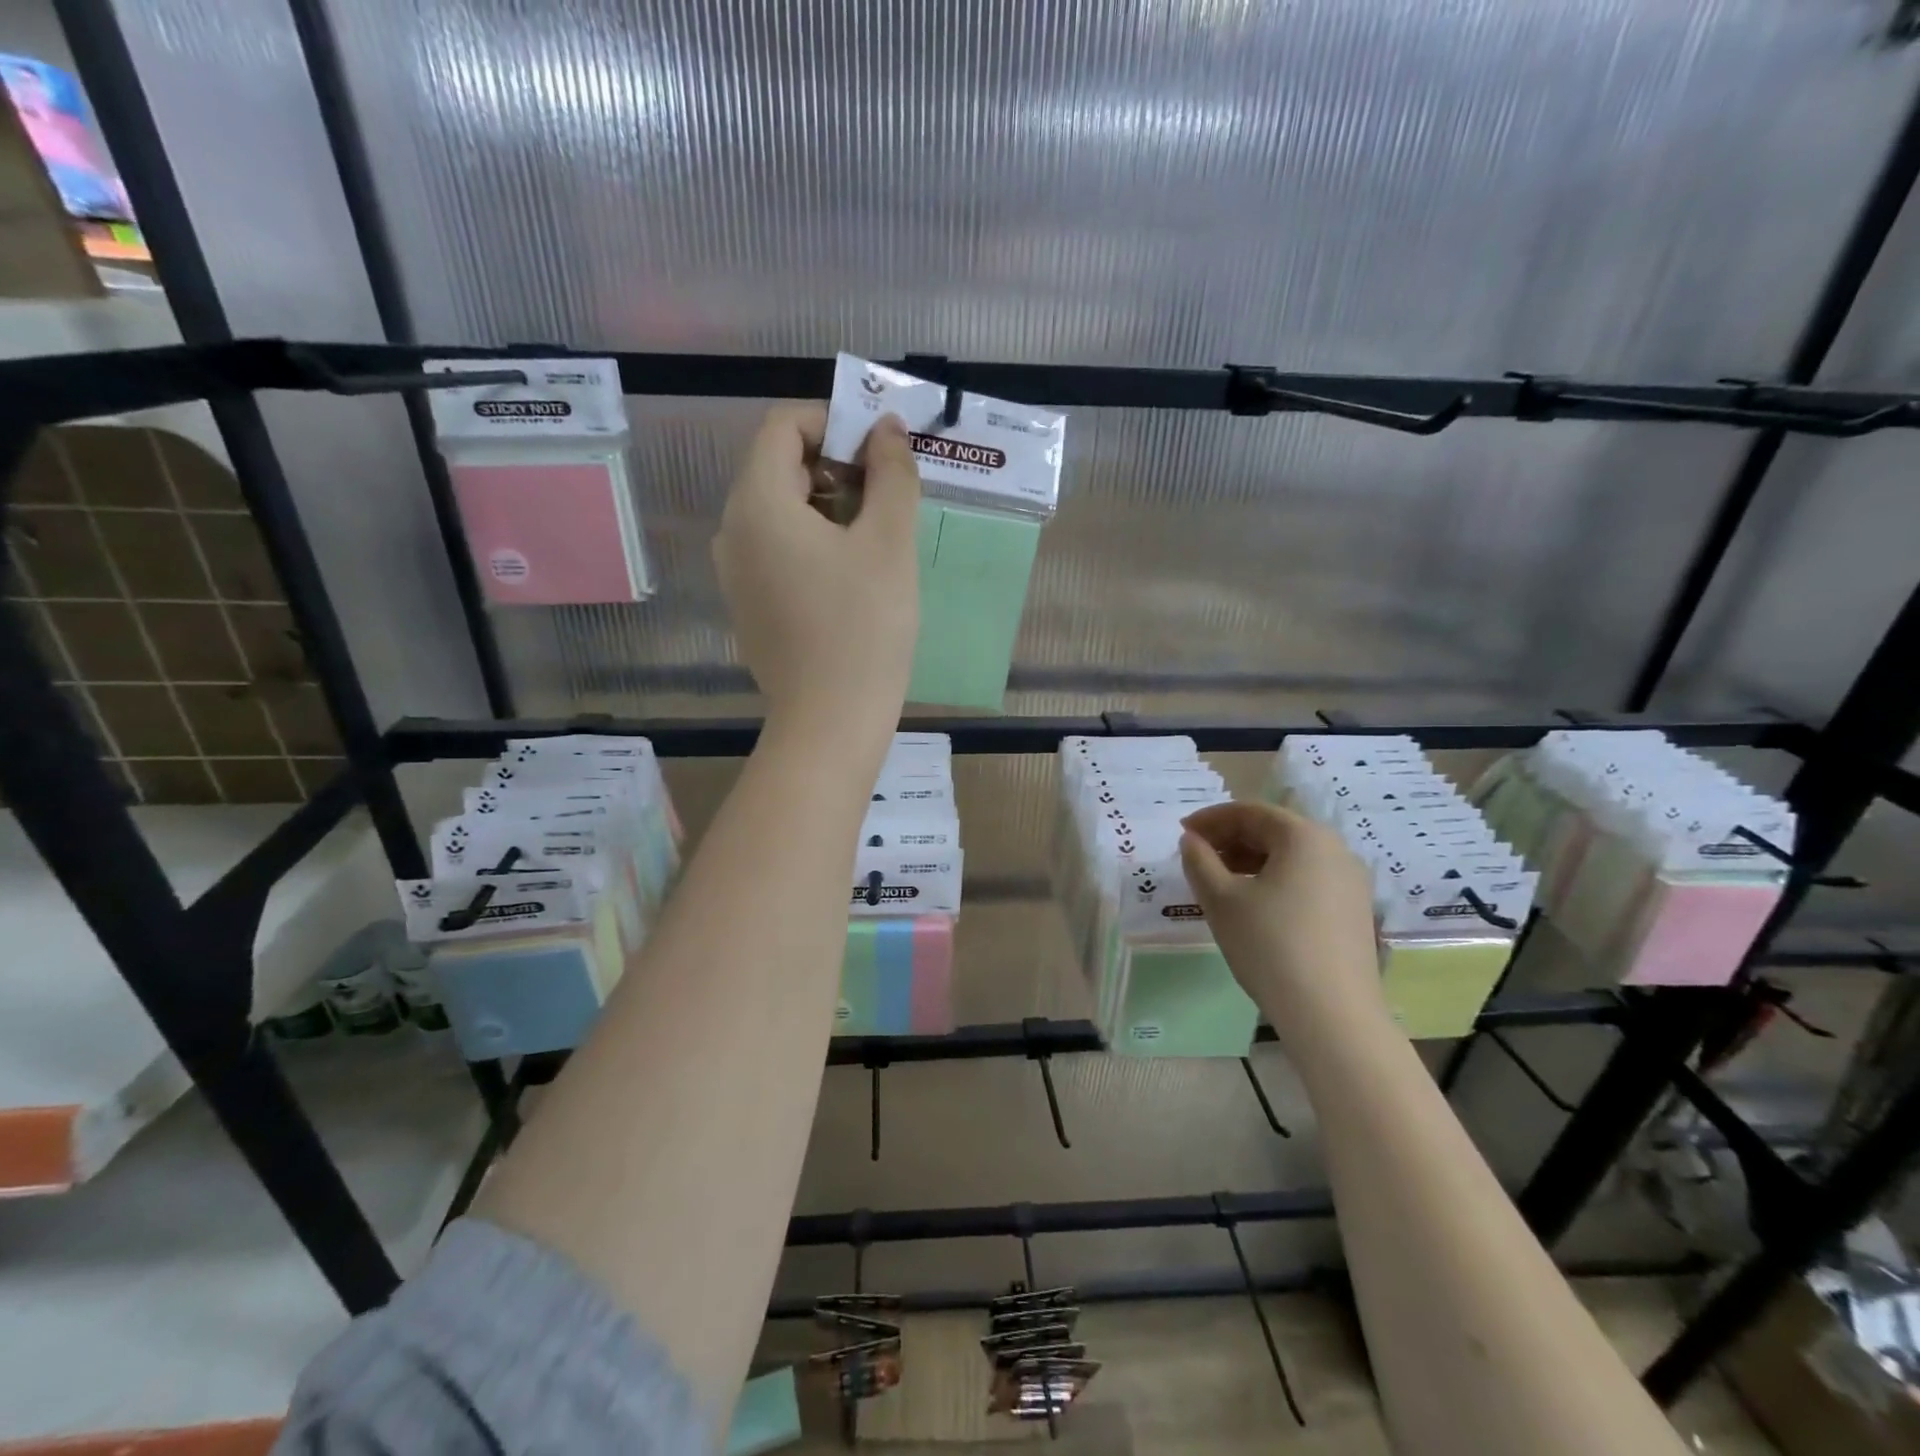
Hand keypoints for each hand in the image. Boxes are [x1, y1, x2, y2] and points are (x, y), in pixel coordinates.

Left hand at [714, 405, 920, 732]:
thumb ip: (892, 474)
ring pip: (781, 510)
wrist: (830, 722)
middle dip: (837, 465)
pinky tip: (853, 576)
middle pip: (780, 466)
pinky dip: (814, 542)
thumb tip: (887, 429)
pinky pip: (777, 549)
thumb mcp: (889, 543)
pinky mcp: (749, 604)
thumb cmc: (863, 628)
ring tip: (878, 537)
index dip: (834, 422)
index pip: (783, 426)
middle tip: (889, 494)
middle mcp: (733, 530)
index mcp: (758, 503)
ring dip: (831, 505)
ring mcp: (736, 572)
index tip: (880, 450)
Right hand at [1180, 802, 1385, 1034]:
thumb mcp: (1221, 900)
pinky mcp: (1355, 911)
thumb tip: (1191, 840)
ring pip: (1291, 857)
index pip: (1250, 812)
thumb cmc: (1269, 946)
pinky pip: (1307, 879)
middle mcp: (1335, 849)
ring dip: (1251, 861)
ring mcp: (1351, 882)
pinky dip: (1274, 880)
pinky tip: (1253, 905)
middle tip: (1197, 857)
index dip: (1210, 819)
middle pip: (1274, 831)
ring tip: (1219, 882)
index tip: (1182, 834)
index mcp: (1304, 836)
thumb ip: (1199, 861)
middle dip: (1230, 839)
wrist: (1332, 1015)